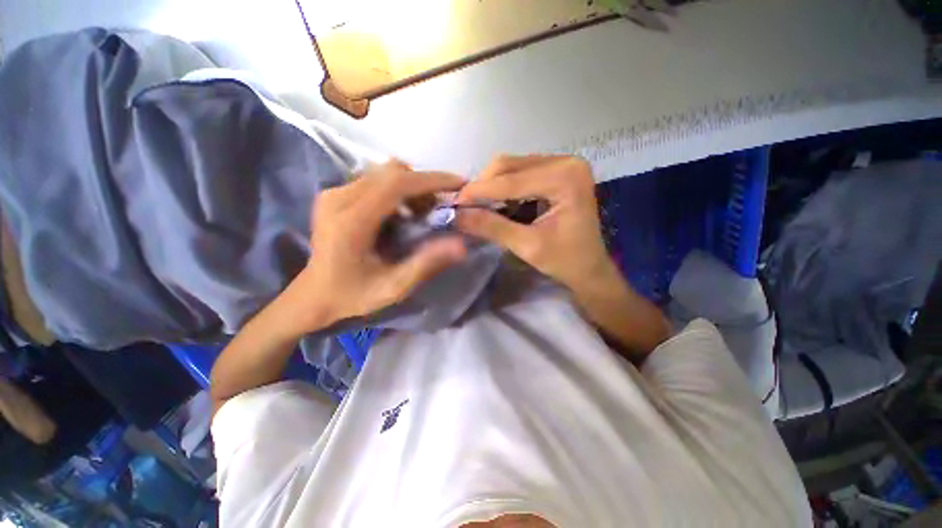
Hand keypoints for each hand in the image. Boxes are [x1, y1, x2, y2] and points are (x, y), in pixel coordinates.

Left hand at [285, 161, 466, 333]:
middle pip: (391, 172)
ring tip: (423, 212)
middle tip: (441, 207)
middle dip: (424, 184)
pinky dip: (398, 190)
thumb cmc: (353, 295)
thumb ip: (426, 263)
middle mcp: (339, 198)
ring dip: (412, 187)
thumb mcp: (394, 287)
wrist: (313, 295)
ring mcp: (334, 193)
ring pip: (384, 173)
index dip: (431, 180)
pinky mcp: (335, 194)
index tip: (459, 184)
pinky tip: (404, 213)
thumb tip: (461, 245)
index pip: (396, 183)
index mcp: (351, 221)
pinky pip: (375, 180)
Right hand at [455, 155, 617, 289]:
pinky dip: (504, 187)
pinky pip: (521, 173)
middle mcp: (566, 162)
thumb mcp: (527, 246)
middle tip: (465, 206)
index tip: (453, 203)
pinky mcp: (557, 172)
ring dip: (492, 186)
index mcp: (565, 177)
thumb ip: (492, 227)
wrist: (590, 268)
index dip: (479, 192)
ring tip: (478, 206)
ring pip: (512, 167)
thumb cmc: (565, 261)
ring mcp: (563, 164)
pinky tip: (497, 203)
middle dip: (484, 186)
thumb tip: (456, 216)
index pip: (511, 181)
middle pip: (510, 165)